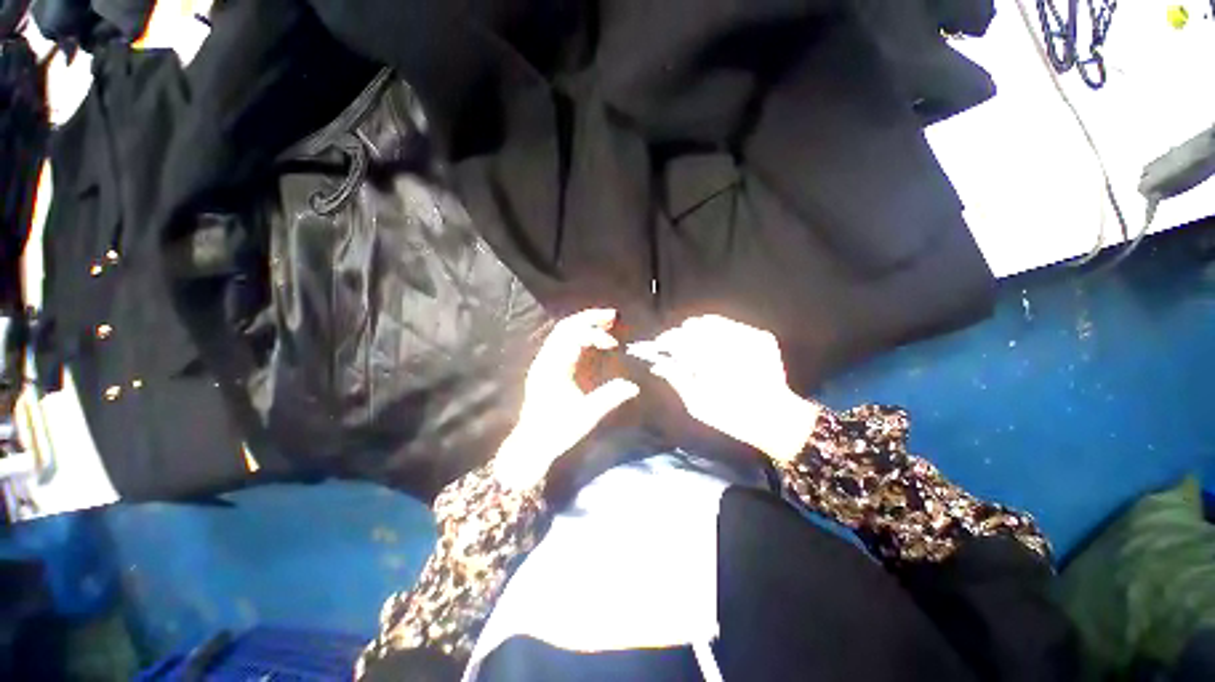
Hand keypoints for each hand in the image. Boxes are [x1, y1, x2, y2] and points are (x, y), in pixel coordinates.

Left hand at [494, 309, 639, 487]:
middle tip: (613, 315)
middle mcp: (546, 360)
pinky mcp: (545, 368)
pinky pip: (560, 341)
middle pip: (566, 327)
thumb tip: (633, 386)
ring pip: (562, 332)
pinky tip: (590, 339)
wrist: (531, 444)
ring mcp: (543, 362)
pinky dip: (577, 334)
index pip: (573, 337)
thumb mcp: (585, 417)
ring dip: (584, 323)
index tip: (614, 344)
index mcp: (553, 368)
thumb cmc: (557, 431)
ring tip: (605, 322)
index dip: (595, 334)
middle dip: (590, 318)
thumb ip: (609, 399)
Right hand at [648, 315, 818, 461]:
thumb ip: (676, 378)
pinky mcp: (761, 336)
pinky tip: (717, 347)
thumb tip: (657, 363)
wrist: (777, 418)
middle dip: (682, 335)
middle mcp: (731, 342)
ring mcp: (749, 336)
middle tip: (676, 348)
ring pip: (712, 322)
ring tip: (695, 346)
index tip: (658, 346)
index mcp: (712, 361)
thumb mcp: (697, 403)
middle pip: (695, 326)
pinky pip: (731, 325)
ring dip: (699, 331)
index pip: (680, 339)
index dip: (666, 340)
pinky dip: (719, 332)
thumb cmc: (731, 416)